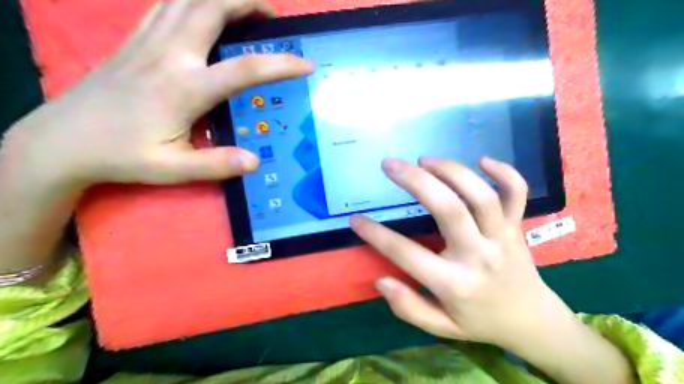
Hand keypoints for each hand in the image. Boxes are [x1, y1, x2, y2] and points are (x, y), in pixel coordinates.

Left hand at [0, 0, 311, 275]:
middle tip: (273, 17)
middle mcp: (170, 55)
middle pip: (213, 8)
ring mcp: (149, 42)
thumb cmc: (122, 156)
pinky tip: (204, 12)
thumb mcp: (172, 169)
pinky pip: (167, 5)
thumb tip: (255, 160)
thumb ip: (216, 164)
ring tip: (246, 9)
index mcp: (185, 88)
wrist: (63, 140)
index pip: (245, 69)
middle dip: (249, 3)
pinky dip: (192, 1)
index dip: (281, 64)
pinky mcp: (135, 40)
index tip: (305, 64)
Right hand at [352, 156, 635, 383]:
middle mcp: (480, 255)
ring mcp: (502, 237)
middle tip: (390, 164)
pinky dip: (504, 172)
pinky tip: (482, 159)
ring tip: (424, 160)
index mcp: (456, 284)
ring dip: (451, 171)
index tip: (356, 220)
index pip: (407, 254)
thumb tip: (380, 281)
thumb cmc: (481, 321)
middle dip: (416, 181)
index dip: (376, 235)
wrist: (532, 320)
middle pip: (449, 209)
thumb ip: (409, 308)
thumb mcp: (442, 328)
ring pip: (480, 195)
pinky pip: (517, 193)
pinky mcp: (517, 226)